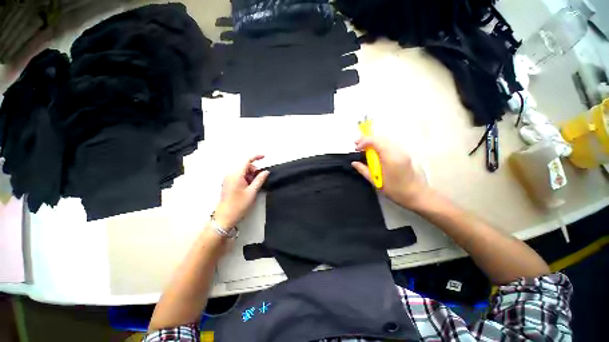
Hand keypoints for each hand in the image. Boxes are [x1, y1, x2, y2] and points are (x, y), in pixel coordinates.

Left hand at [214, 155, 269, 227]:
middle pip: (245, 166)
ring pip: (242, 171)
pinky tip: (248, 187)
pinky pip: (239, 176)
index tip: (264, 157)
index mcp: (236, 175)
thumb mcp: (252, 192)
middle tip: (259, 180)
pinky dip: (245, 179)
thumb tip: (266, 172)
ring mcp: (228, 179)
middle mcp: (230, 174)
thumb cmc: (239, 205)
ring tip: (254, 186)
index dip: (256, 157)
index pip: (247, 161)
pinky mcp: (228, 184)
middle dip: (254, 170)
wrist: (225, 218)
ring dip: (250, 175)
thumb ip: (259, 180)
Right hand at [352, 136, 430, 210]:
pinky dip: (380, 146)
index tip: (356, 148)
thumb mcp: (376, 181)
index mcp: (390, 157)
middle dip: (367, 140)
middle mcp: (397, 151)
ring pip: (385, 141)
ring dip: (373, 142)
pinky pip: (389, 145)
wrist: (418, 195)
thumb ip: (363, 170)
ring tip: (364, 148)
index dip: (363, 142)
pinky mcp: (404, 154)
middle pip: (380, 138)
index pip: (375, 141)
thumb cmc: (395, 190)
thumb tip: (354, 163)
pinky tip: (375, 152)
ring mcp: (402, 152)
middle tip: (357, 145)